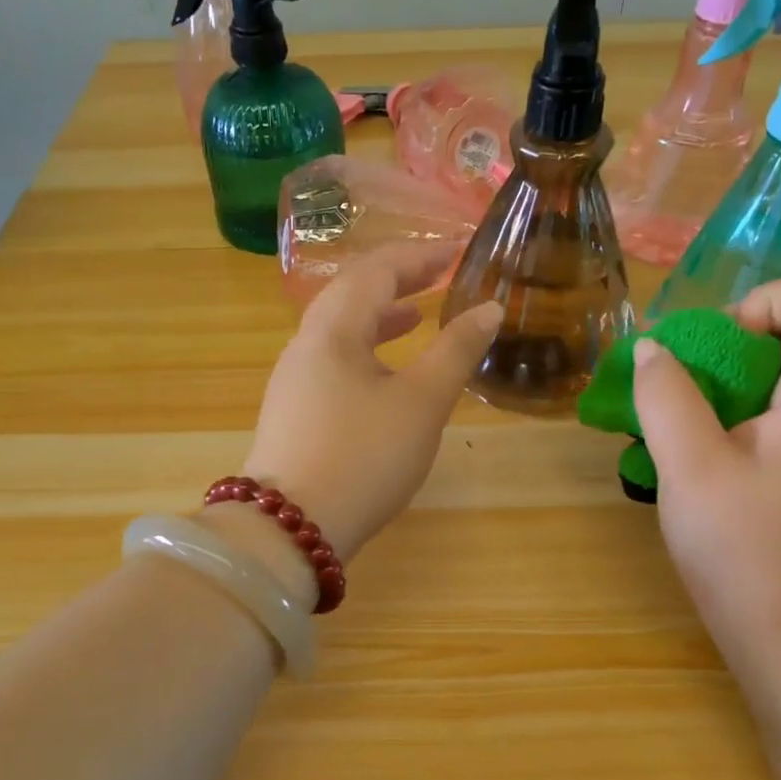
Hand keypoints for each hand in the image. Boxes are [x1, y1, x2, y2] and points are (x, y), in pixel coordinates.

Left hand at [241, 242, 503, 564]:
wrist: (291, 528)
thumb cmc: (363, 457)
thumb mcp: (421, 403)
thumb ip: (456, 351)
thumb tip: (490, 308)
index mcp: (333, 330)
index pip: (376, 270)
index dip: (420, 256)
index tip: (458, 250)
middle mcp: (305, 345)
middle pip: (351, 294)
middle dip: (397, 281)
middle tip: (439, 278)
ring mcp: (293, 381)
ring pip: (340, 331)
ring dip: (380, 317)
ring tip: (417, 318)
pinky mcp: (293, 413)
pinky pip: (333, 362)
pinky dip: (366, 352)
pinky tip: (386, 377)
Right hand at [633, 278, 780, 655]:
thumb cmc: (744, 550)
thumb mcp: (690, 469)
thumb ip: (667, 398)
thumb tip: (652, 350)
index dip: (761, 304)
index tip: (710, 351)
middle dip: (734, 341)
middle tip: (685, 383)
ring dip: (729, 380)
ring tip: (683, 419)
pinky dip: (737, 412)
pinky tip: (701, 455)